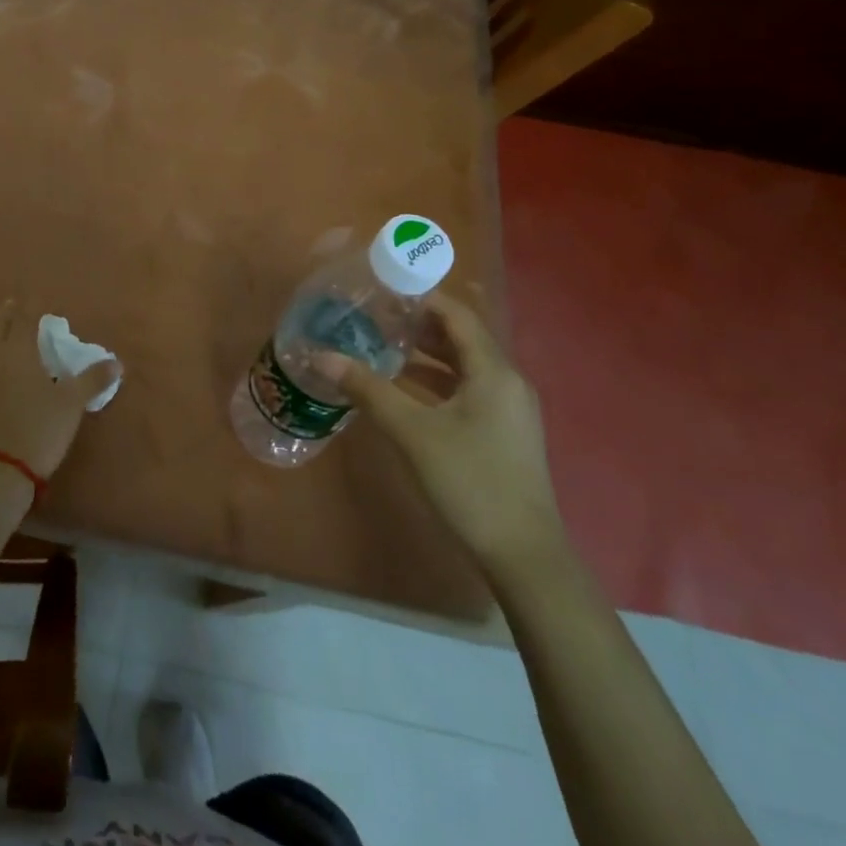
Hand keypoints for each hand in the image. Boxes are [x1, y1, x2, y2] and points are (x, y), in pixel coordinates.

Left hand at [0, 300, 117, 480]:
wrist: (1, 468)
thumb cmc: (40, 428)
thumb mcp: (72, 403)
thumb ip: (93, 379)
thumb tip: (117, 362)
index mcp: (17, 350)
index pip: (24, 317)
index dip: (32, 305)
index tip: (41, 298)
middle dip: (10, 312)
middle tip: (20, 306)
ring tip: (2, 322)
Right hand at [315, 294, 563, 575]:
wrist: (524, 556)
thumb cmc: (469, 482)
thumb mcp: (412, 432)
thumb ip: (367, 389)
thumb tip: (322, 356)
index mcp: (493, 371)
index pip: (457, 314)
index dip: (421, 297)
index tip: (382, 289)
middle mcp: (507, 381)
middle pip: (461, 337)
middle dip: (419, 324)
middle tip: (374, 315)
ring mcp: (509, 410)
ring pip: (464, 366)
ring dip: (426, 353)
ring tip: (382, 344)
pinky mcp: (504, 433)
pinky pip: (468, 389)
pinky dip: (437, 380)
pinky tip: (405, 388)